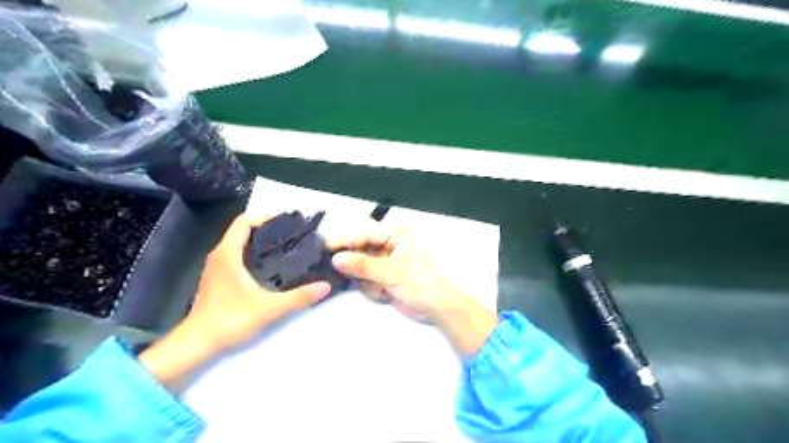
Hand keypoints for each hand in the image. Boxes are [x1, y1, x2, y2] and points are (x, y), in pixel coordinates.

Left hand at [186, 213, 330, 351]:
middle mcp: (220, 255)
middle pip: (244, 231)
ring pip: (241, 244)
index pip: (244, 221)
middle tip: (293, 239)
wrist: (197, 345)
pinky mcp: (218, 279)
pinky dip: (255, 256)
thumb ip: (299, 297)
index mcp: (228, 253)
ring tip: (287, 252)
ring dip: (262, 244)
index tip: (288, 227)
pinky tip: (272, 269)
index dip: (266, 219)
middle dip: (269, 231)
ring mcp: (217, 267)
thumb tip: (325, 286)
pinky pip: (238, 257)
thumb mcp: (269, 308)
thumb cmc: (230, 320)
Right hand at [330, 225, 501, 356]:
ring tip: (383, 288)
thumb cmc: (420, 283)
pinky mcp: (383, 278)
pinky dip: (372, 289)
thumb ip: (363, 265)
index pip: (365, 234)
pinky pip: (366, 281)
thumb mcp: (392, 272)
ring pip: (360, 269)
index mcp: (396, 235)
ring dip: (369, 282)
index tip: (326, 247)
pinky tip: (385, 293)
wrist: (436, 308)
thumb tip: (337, 259)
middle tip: (353, 275)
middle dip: (358, 267)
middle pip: (360, 252)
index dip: (346, 241)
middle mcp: (389, 246)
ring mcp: (385, 263)